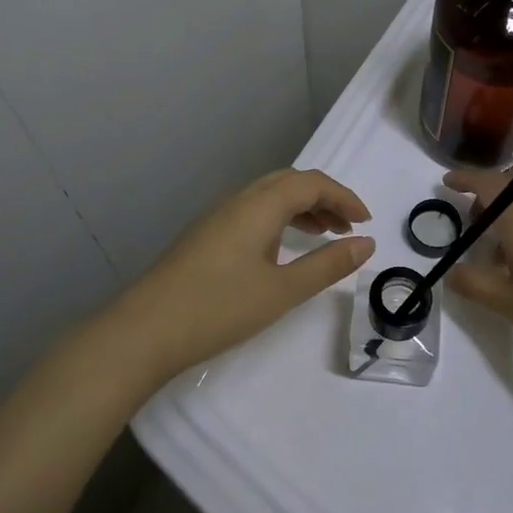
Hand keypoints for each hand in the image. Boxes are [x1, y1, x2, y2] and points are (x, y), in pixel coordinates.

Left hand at [110, 169, 374, 380]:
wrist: (145, 330)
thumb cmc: (219, 308)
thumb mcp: (282, 290)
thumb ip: (327, 265)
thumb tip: (366, 244)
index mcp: (260, 205)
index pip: (311, 183)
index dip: (344, 196)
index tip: (366, 222)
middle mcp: (238, 200)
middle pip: (289, 182)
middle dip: (324, 198)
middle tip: (348, 227)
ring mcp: (217, 217)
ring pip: (269, 196)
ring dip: (301, 208)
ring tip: (324, 235)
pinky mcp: (205, 235)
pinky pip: (252, 212)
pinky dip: (279, 220)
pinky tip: (282, 249)